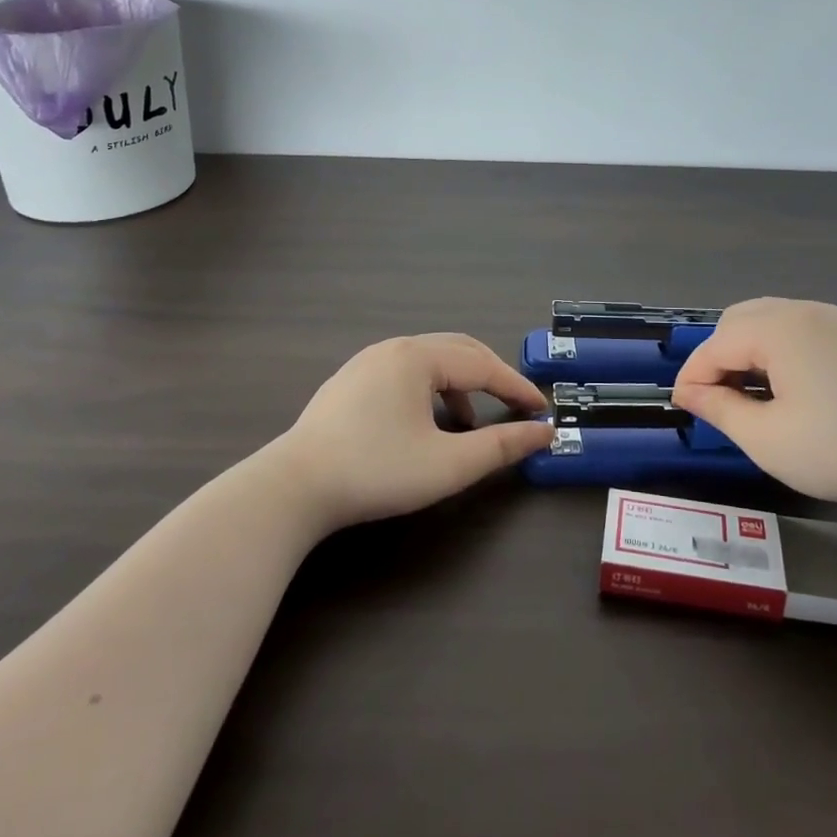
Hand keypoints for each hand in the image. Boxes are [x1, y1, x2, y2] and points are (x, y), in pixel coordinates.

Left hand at [266, 334, 552, 529]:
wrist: (293, 488)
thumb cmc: (377, 471)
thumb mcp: (448, 464)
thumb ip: (501, 446)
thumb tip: (543, 432)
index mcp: (419, 357)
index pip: (483, 366)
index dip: (517, 388)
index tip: (542, 411)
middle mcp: (394, 348)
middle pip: (459, 351)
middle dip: (492, 377)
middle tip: (516, 405)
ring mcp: (367, 362)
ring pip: (430, 360)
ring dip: (460, 384)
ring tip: (470, 422)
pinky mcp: (349, 382)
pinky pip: (404, 373)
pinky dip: (430, 389)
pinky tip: (426, 423)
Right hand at [671, 297, 836, 504]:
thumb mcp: (770, 440)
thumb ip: (721, 410)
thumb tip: (689, 393)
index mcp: (776, 328)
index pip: (715, 345)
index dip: (692, 378)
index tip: (682, 410)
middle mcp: (800, 311)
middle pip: (737, 322)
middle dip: (717, 358)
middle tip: (715, 402)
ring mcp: (831, 320)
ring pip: (766, 323)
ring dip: (745, 353)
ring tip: (746, 397)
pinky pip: (795, 331)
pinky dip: (775, 352)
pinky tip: (785, 389)